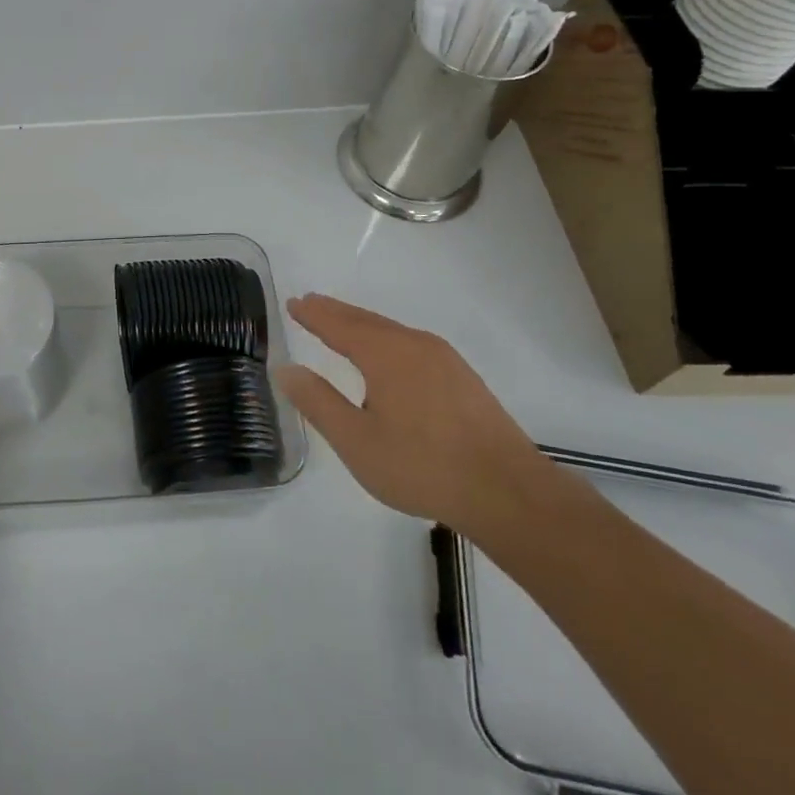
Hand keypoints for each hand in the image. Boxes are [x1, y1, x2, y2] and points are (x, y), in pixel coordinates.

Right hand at [276, 294, 544, 532]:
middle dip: (335, 312)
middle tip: (310, 304)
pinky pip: (410, 344)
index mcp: (385, 354)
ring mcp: (444, 359)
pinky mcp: (462, 378)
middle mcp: (414, 344)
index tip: (292, 302)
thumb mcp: (356, 441)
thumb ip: (318, 402)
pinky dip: (385, 339)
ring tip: (340, 325)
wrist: (508, 492)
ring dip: (360, 325)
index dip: (313, 314)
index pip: (338, 324)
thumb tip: (286, 369)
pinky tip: (386, 355)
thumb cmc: (422, 466)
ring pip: (391, 331)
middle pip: (366, 321)